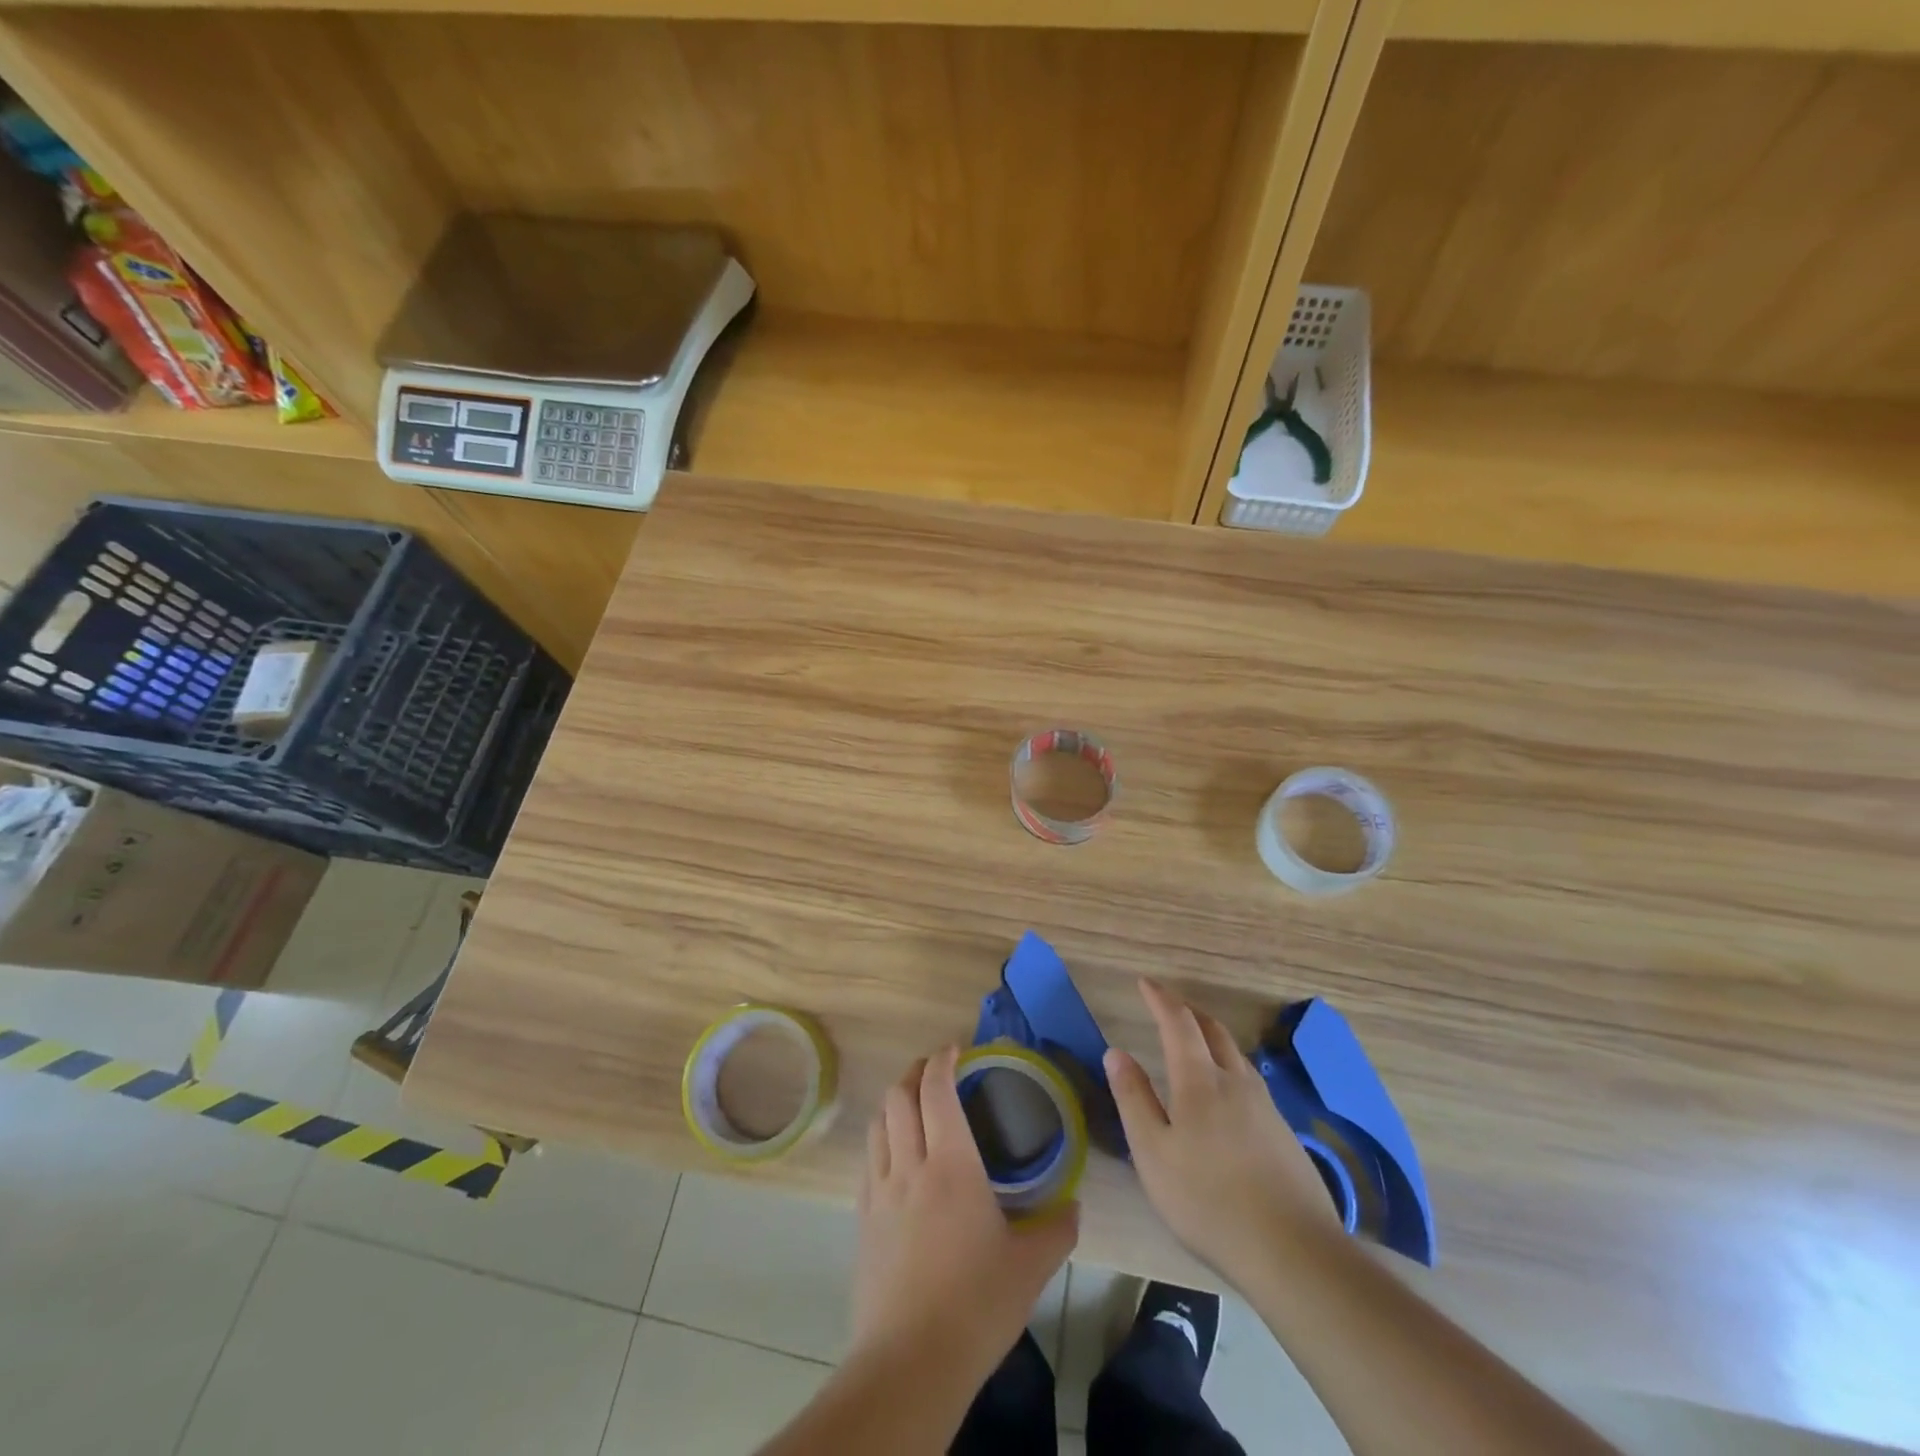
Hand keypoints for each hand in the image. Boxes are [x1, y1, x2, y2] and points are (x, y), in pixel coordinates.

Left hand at [851, 1047, 1078, 1381]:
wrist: (910, 1362)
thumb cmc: (975, 1304)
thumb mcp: (1030, 1267)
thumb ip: (1056, 1229)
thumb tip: (1073, 1207)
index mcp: (951, 1164)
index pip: (936, 1090)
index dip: (942, 1060)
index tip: (955, 1048)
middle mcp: (909, 1165)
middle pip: (898, 1096)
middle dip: (914, 1071)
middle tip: (935, 1069)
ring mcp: (879, 1191)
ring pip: (878, 1123)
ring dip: (894, 1102)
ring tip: (914, 1104)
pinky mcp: (862, 1219)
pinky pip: (868, 1160)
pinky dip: (882, 1139)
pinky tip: (897, 1157)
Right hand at [1105, 978, 1340, 1283]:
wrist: (1293, 1251)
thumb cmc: (1208, 1201)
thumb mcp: (1153, 1153)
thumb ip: (1133, 1098)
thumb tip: (1115, 1052)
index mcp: (1199, 1080)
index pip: (1178, 1022)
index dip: (1160, 999)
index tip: (1145, 983)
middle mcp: (1235, 1081)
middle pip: (1213, 1030)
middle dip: (1189, 1012)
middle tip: (1169, 1007)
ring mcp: (1265, 1106)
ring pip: (1236, 1054)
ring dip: (1212, 1036)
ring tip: (1195, 1042)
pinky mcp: (1284, 1133)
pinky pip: (1250, 1080)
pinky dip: (1230, 1066)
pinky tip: (1227, 1092)